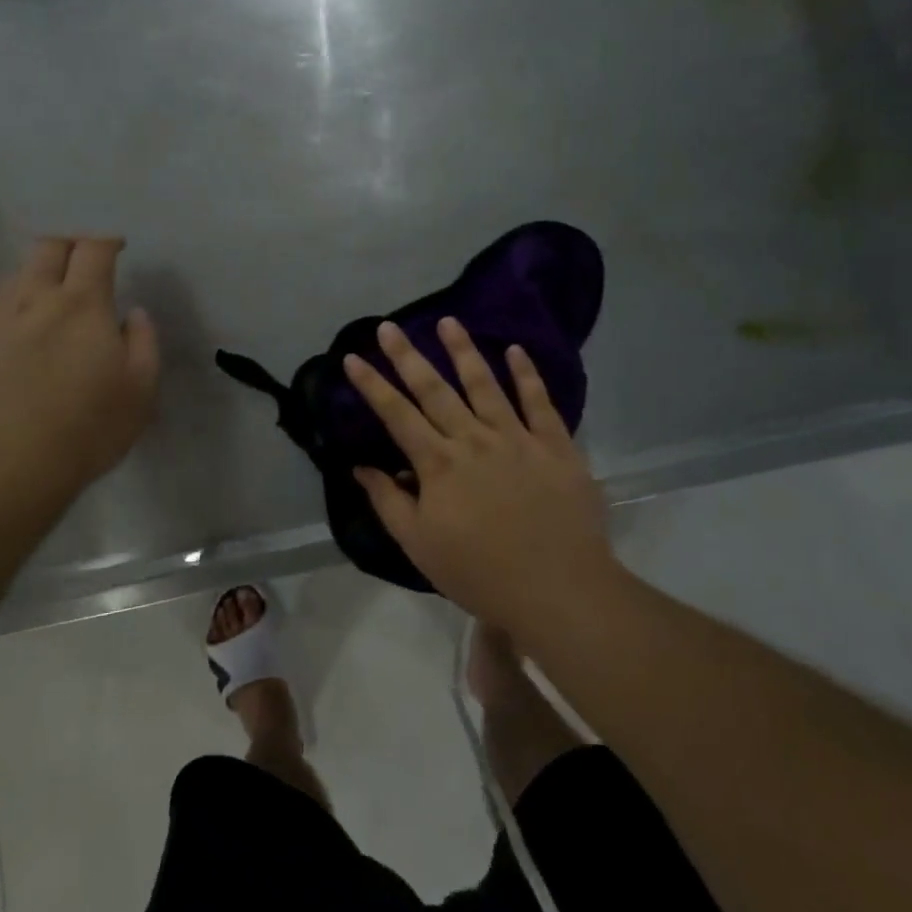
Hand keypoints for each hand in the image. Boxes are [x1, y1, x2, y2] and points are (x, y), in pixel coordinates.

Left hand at [0, 237, 159, 512]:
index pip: (94, 249)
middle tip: (81, 265)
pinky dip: (8, 309)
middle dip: (68, 245)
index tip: (116, 248)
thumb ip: (144, 342)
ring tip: (46, 305)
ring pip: (15, 276)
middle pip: (48, 247)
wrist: (5, 469)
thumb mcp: (140, 390)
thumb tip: (133, 313)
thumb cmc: (86, 430)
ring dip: (36, 279)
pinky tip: (13, 337)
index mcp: (82, 304)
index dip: (107, 240)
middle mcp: (34, 297)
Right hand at [345, 318, 613, 633]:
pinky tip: (516, 350)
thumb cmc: (480, 573)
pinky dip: (527, 374)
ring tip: (449, 321)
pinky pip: (539, 402)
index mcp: (439, 464)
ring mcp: (517, 438)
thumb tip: (361, 467)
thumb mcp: (420, 546)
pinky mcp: (555, 446)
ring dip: (464, 351)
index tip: (353, 357)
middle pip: (435, 389)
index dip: (372, 385)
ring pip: (485, 384)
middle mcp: (474, 439)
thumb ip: (388, 502)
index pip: (396, 415)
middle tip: (390, 326)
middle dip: (408, 356)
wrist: (558, 590)